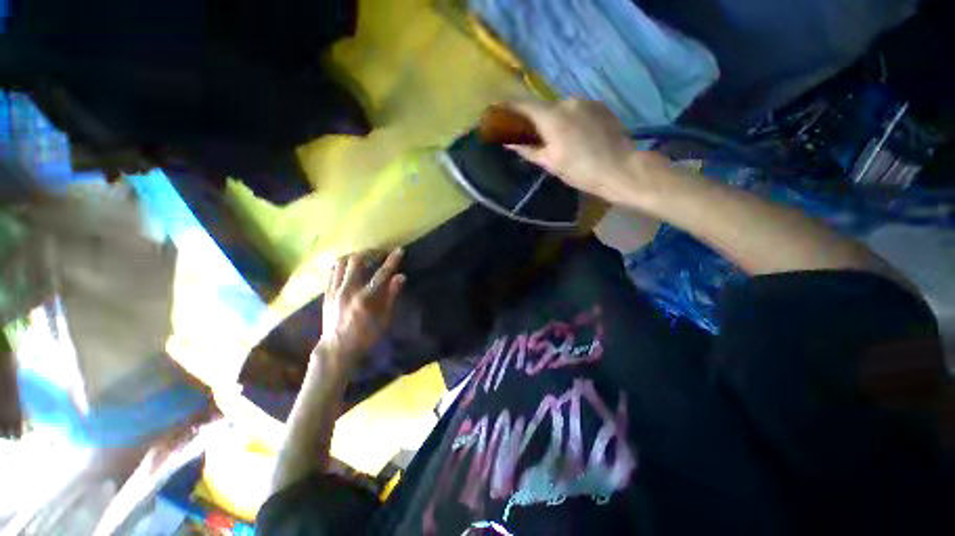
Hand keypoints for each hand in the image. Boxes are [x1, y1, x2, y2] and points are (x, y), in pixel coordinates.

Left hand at [318, 249, 405, 369]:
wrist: (337, 349)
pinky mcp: (326, 293)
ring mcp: (335, 290)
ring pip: (341, 262)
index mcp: (366, 298)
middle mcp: (348, 290)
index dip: (392, 260)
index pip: (382, 273)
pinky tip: (348, 268)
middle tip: (378, 254)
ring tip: (363, 259)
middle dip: (370, 253)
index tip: (399, 250)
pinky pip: (332, 272)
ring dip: (354, 257)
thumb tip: (401, 276)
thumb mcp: (384, 318)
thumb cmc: (366, 336)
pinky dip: (342, 265)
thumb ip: (392, 295)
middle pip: (357, 260)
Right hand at [504, 99, 669, 206]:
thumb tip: (508, 142)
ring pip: (560, 108)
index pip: (523, 106)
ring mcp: (586, 102)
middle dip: (533, 119)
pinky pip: (576, 110)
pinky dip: (570, 119)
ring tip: (559, 140)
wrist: (620, 168)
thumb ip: (527, 148)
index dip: (508, 109)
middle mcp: (567, 102)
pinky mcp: (600, 106)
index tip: (497, 114)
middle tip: (532, 137)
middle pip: (542, 107)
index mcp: (552, 117)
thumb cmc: (580, 171)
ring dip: (553, 120)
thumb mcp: (550, 163)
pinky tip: (576, 136)